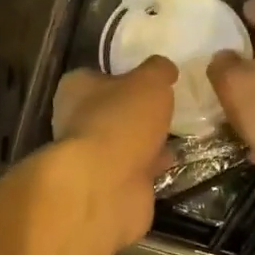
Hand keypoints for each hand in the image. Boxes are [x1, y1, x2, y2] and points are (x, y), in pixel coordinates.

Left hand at [46, 56, 176, 252]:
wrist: (106, 186)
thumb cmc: (121, 120)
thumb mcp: (149, 81)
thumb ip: (158, 70)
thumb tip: (163, 67)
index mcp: (76, 88)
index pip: (99, 75)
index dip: (125, 75)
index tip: (151, 78)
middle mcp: (76, 120)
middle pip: (112, 110)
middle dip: (137, 111)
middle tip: (168, 106)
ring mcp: (91, 156)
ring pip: (124, 141)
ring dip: (147, 139)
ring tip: (178, 131)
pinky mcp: (107, 184)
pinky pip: (134, 168)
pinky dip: (152, 164)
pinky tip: (175, 158)